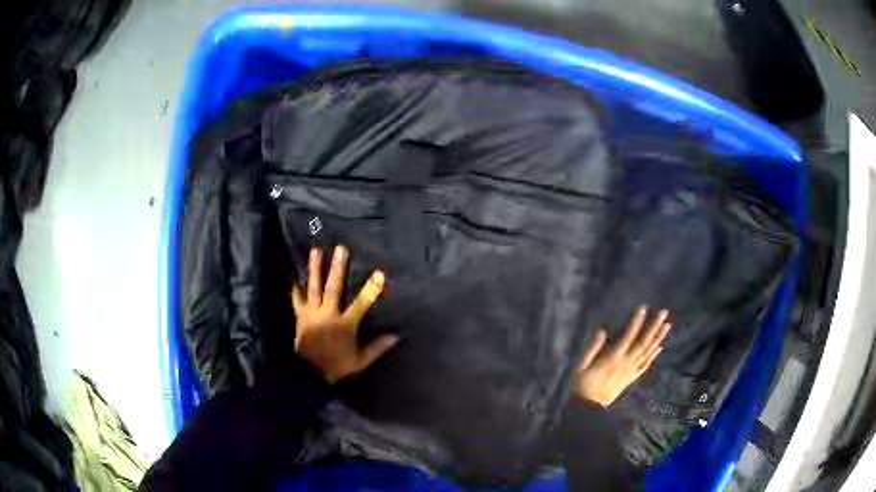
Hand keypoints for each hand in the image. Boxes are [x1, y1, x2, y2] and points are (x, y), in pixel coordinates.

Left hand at [292, 245, 398, 382]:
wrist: (309, 374)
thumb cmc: (336, 367)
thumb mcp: (360, 361)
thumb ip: (377, 348)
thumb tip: (397, 336)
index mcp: (344, 325)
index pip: (361, 304)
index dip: (371, 289)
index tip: (379, 273)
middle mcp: (327, 315)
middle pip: (333, 288)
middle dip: (338, 268)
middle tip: (340, 249)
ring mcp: (311, 314)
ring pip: (313, 288)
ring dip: (315, 269)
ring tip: (316, 251)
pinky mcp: (300, 317)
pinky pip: (297, 300)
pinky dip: (295, 290)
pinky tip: (294, 278)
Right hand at [573, 307, 670, 406]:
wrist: (589, 409)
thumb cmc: (582, 386)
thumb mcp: (581, 366)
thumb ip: (592, 348)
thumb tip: (602, 330)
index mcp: (613, 359)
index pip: (627, 337)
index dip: (636, 322)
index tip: (643, 308)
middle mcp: (626, 363)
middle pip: (643, 343)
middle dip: (653, 326)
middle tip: (663, 312)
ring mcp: (630, 371)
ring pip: (647, 352)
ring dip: (658, 337)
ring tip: (667, 325)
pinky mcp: (631, 378)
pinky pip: (645, 365)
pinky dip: (653, 355)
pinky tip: (660, 346)